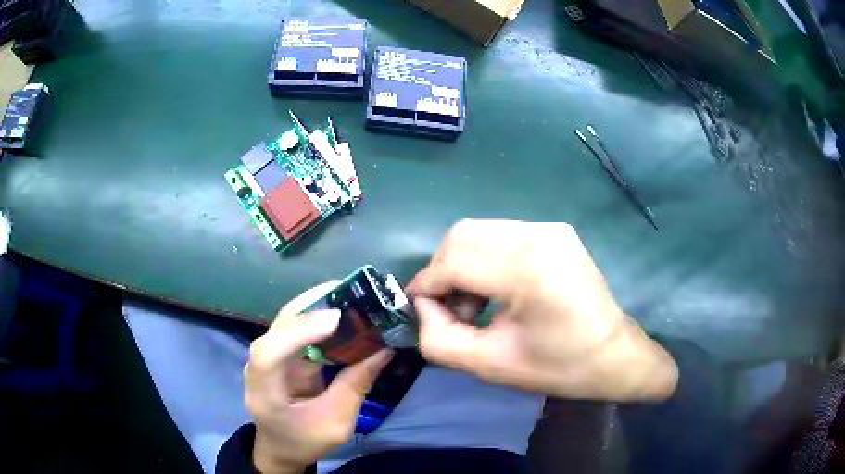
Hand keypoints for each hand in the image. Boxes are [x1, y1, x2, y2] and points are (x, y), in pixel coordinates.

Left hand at [245, 282, 393, 473]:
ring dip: (316, 306)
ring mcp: (266, 357)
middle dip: (312, 308)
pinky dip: (318, 318)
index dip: (297, 332)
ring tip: (350, 295)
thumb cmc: (305, 441)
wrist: (282, 448)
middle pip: (278, 328)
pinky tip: (340, 311)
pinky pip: (296, 329)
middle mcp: (258, 367)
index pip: (268, 354)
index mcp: (264, 393)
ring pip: (287, 322)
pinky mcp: (279, 354)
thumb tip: (383, 350)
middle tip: (351, 293)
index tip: (335, 319)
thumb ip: (355, 386)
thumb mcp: (336, 423)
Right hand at [407, 220, 676, 401]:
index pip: (454, 261)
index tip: (418, 310)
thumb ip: (440, 339)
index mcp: (529, 272)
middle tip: (450, 309)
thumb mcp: (490, 365)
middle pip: (463, 235)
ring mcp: (551, 228)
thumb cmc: (558, 367)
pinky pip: (501, 234)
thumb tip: (422, 306)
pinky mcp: (556, 231)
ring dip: (462, 263)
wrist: (614, 355)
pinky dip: (484, 257)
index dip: (427, 285)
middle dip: (442, 271)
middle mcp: (540, 236)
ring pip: (480, 231)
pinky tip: (496, 288)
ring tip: (475, 303)